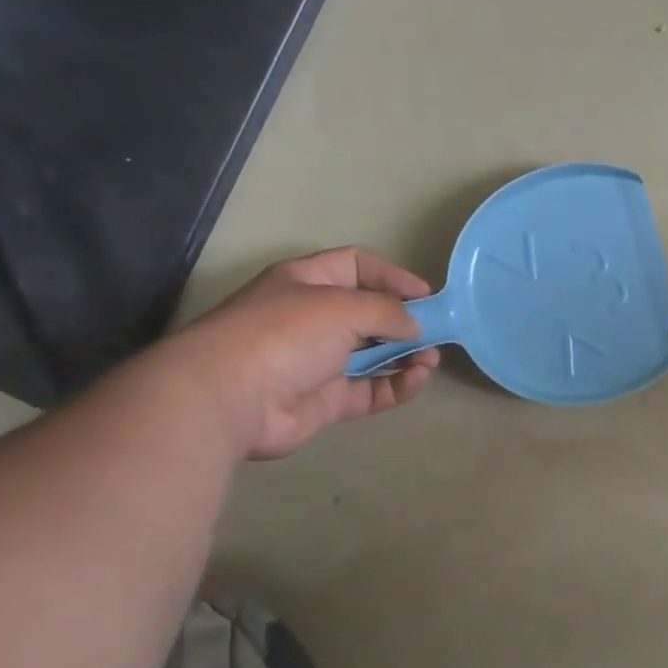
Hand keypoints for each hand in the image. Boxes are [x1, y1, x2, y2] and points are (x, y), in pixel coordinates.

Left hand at [160, 249, 440, 458]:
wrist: (230, 397)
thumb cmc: (286, 333)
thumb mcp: (343, 306)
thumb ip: (388, 311)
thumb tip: (415, 326)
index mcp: (307, 281)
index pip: (357, 267)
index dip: (392, 277)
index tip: (426, 295)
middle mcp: (313, 318)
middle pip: (369, 313)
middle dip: (405, 321)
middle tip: (436, 331)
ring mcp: (319, 361)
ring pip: (375, 355)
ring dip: (407, 355)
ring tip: (431, 359)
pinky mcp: (327, 400)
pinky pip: (371, 390)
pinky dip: (397, 385)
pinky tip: (417, 379)